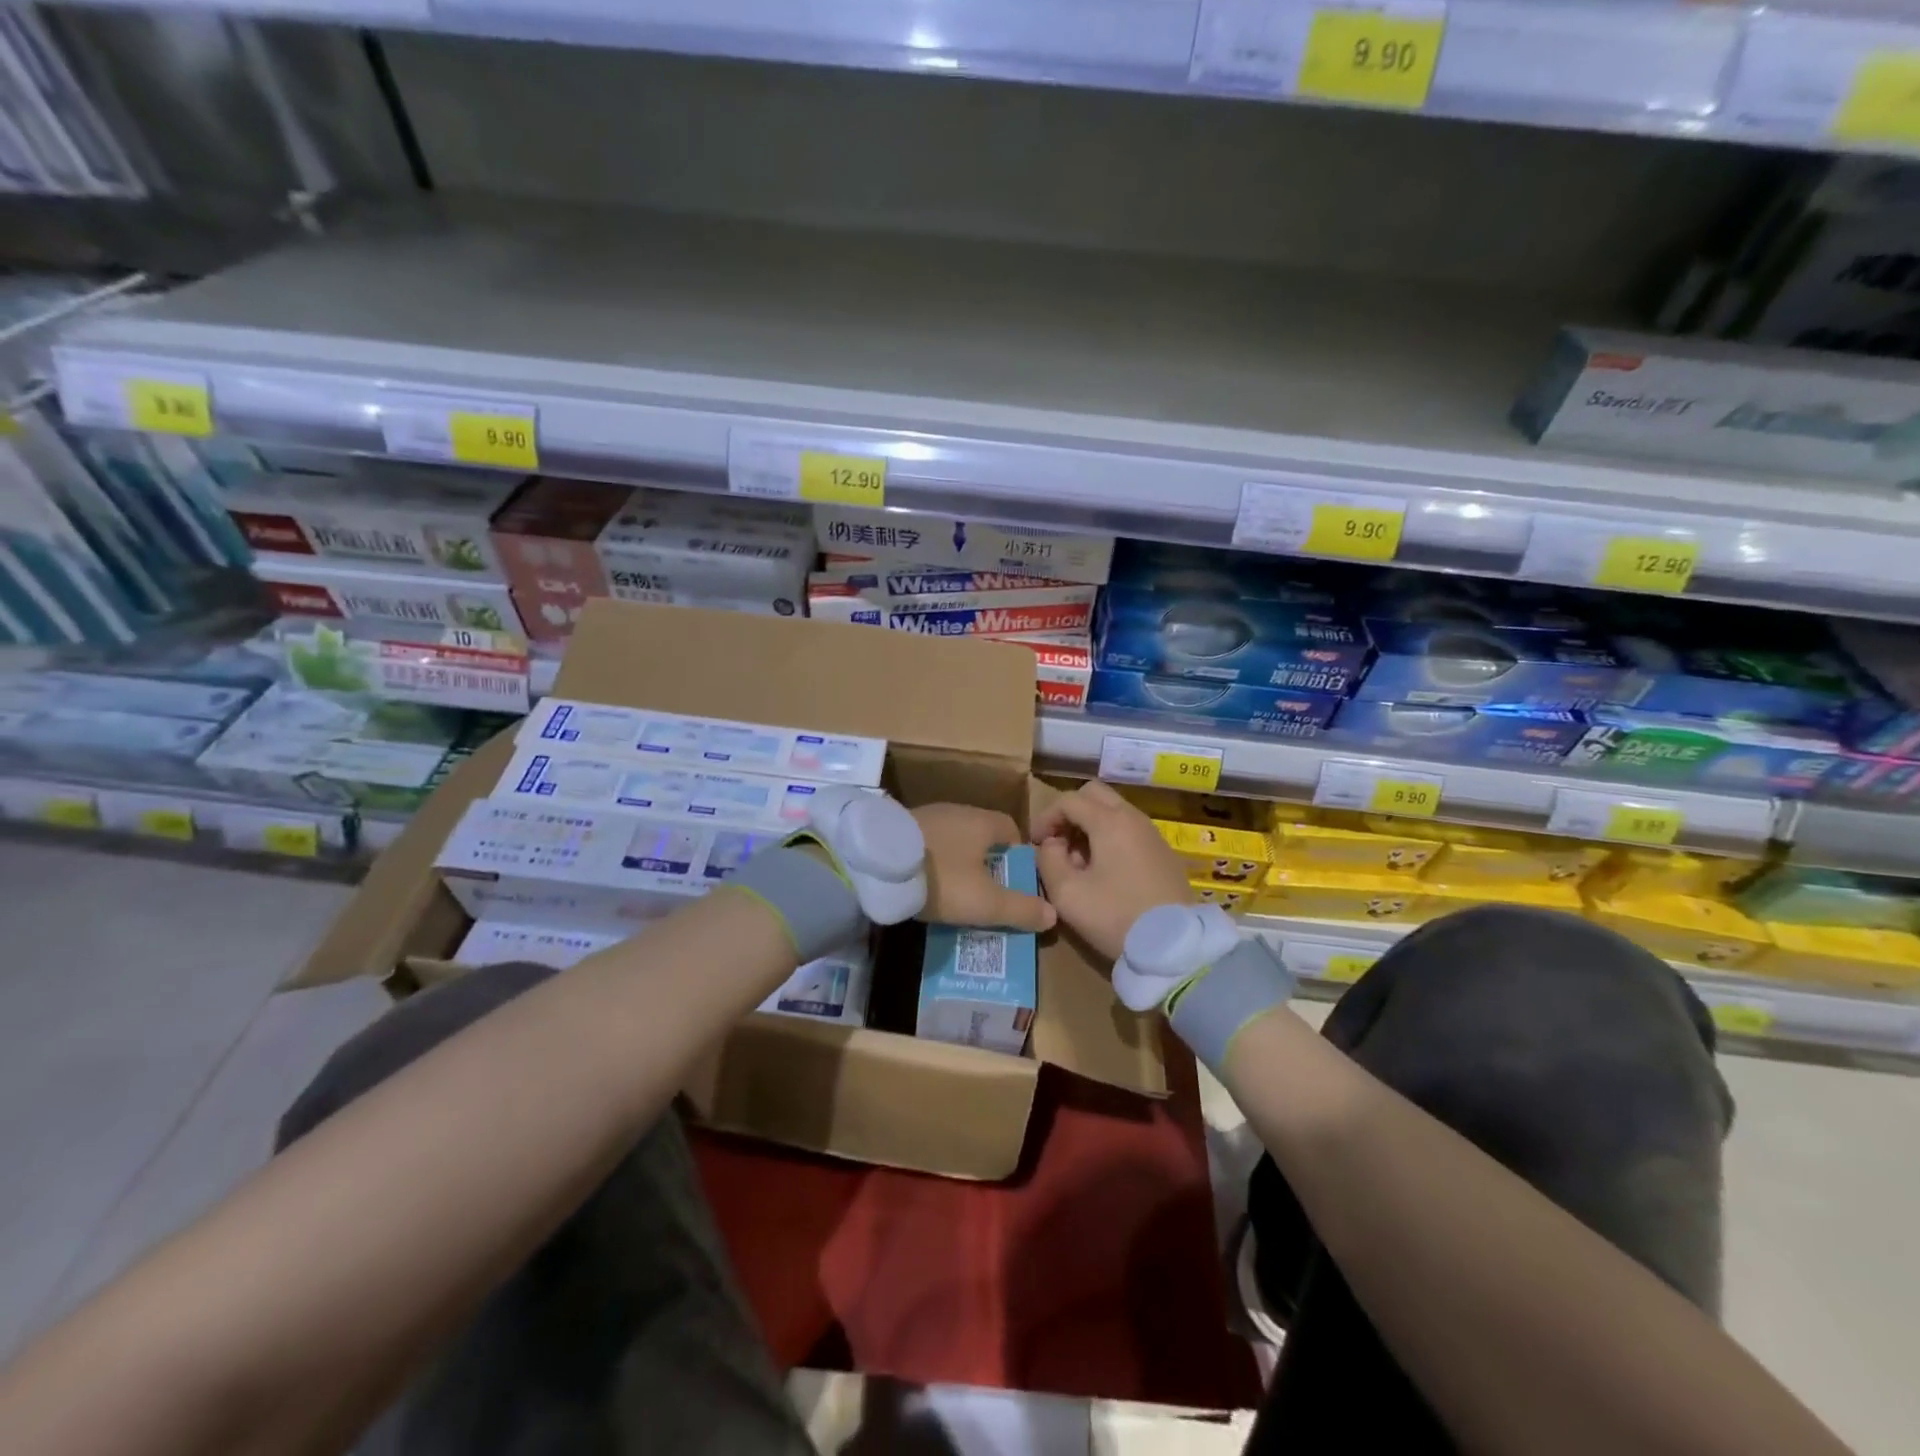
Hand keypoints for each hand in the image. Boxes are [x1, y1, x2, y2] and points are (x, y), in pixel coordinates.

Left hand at [912, 804, 1056, 931]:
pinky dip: (933, 861)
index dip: (1018, 857)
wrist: (875, 864)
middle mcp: (957, 811)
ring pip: (953, 840)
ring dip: (958, 862)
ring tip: (956, 892)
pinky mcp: (900, 828)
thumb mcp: (986, 902)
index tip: (1016, 883)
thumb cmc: (941, 878)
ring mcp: (926, 816)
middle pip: (982, 835)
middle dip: (988, 862)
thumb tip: (1053, 913)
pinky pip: (928, 844)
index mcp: (982, 821)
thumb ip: (1021, 909)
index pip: (1012, 830)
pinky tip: (926, 883)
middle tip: (988, 893)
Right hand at [1032, 779, 1193, 961]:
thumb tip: (1051, 845)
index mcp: (1110, 821)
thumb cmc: (1116, 916)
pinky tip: (1105, 873)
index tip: (1035, 844)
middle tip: (1058, 842)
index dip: (1045, 817)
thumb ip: (1048, 860)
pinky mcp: (1164, 854)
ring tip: (1078, 862)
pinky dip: (1110, 839)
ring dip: (1090, 827)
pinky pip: (1130, 831)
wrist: (1175, 947)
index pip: (1069, 800)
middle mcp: (1134, 818)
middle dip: (1070, 813)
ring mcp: (1153, 835)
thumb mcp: (1067, 894)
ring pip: (1114, 812)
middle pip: (1095, 795)